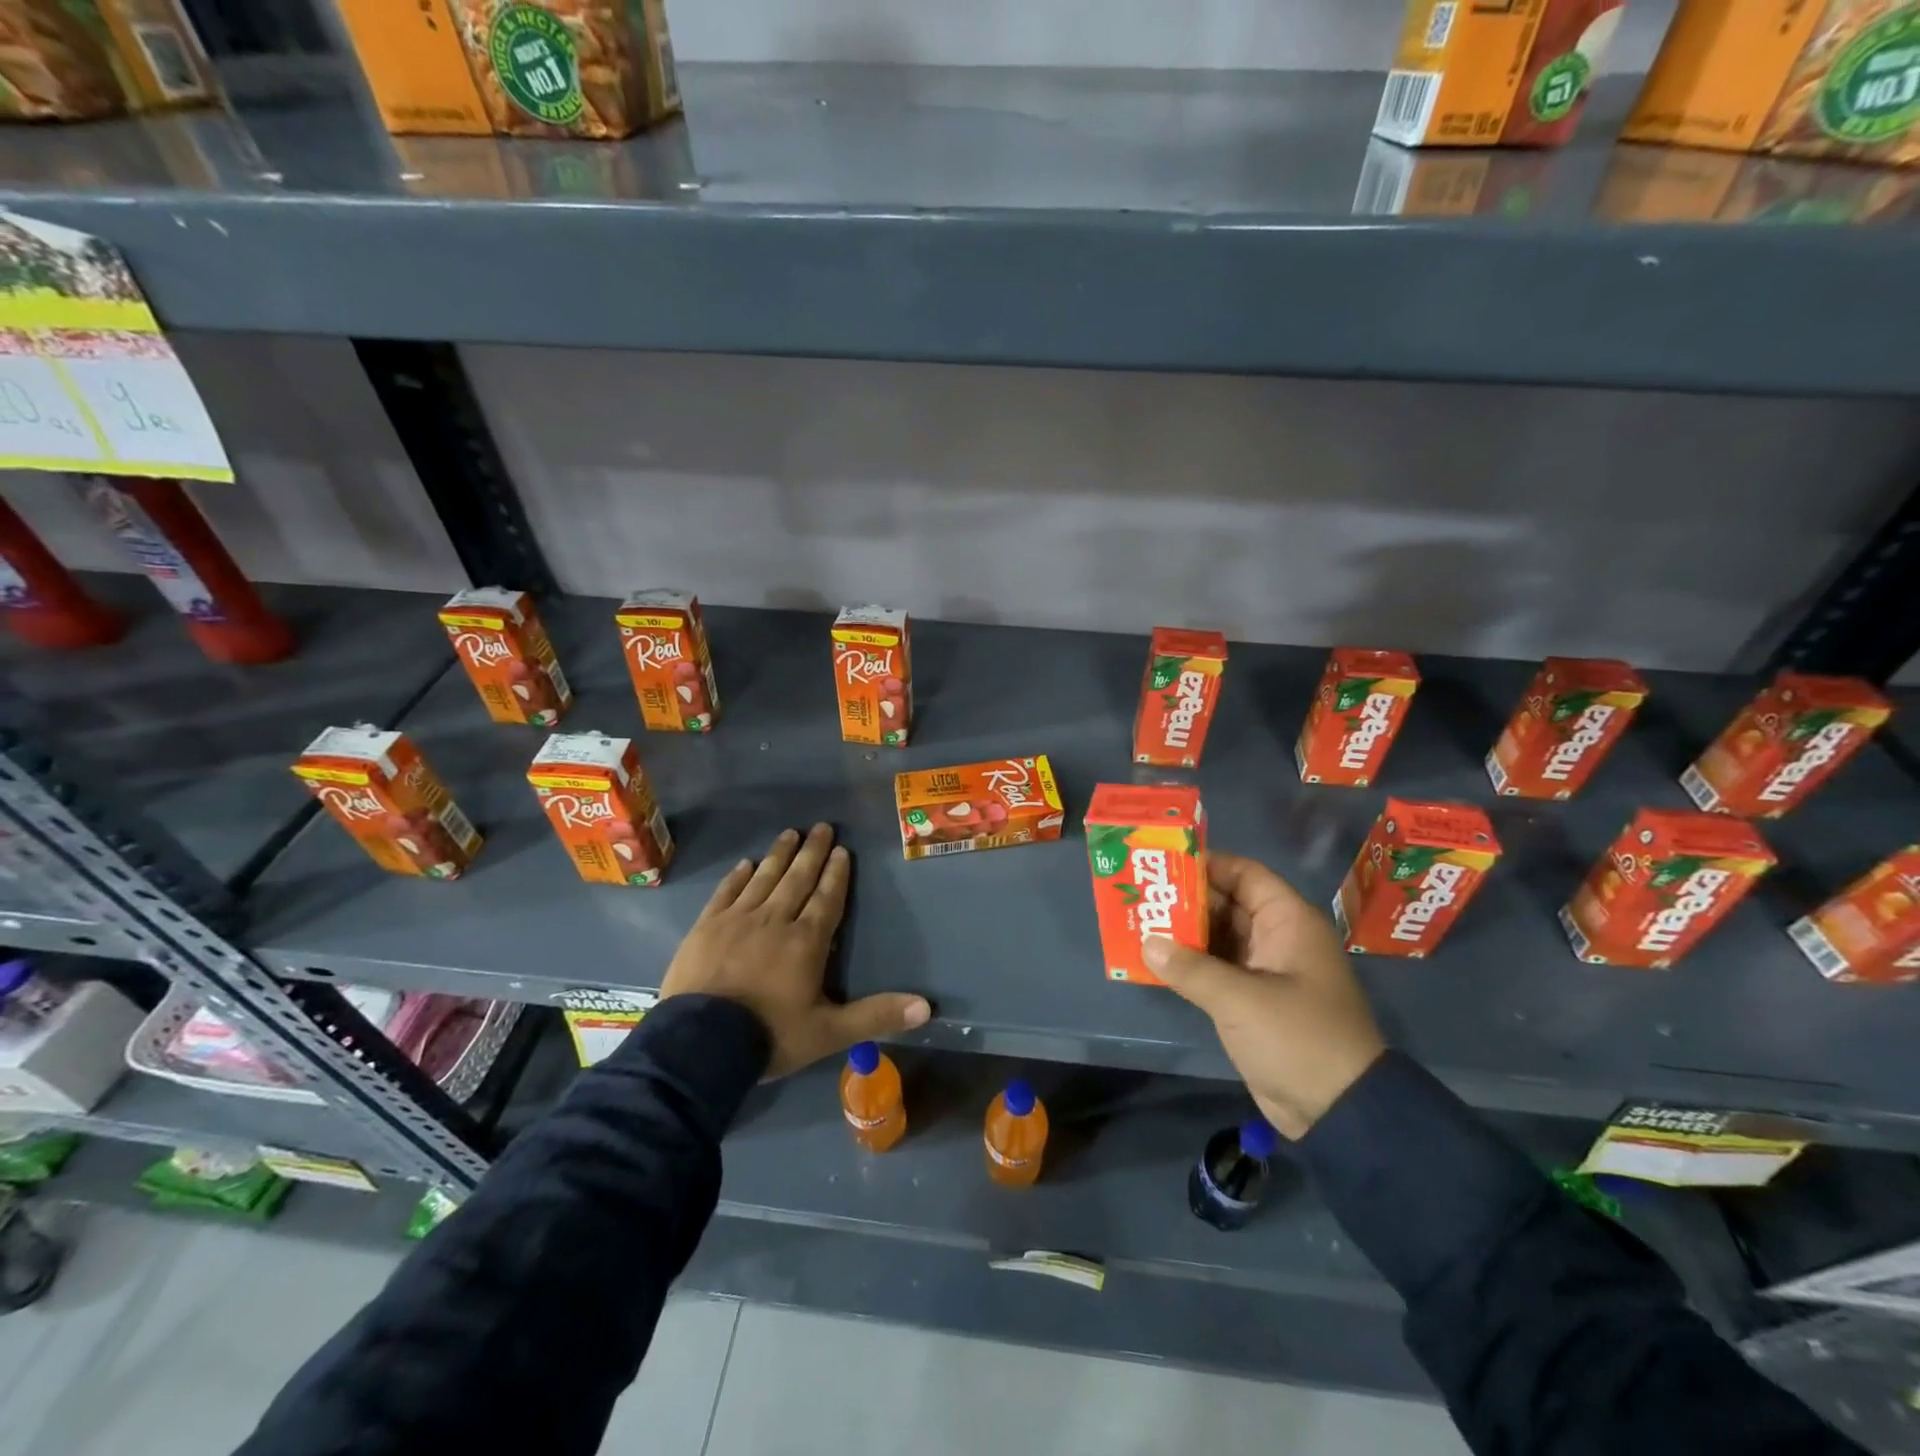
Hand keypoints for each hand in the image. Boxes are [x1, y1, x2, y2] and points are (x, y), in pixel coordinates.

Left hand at [660, 824, 930, 1077]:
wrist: (699, 1045)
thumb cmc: (770, 1035)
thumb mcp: (829, 1033)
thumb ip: (876, 1016)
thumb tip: (926, 1007)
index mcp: (807, 941)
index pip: (827, 898)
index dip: (836, 874)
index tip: (842, 850)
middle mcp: (775, 920)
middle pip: (797, 879)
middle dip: (812, 852)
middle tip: (821, 827)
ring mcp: (737, 920)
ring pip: (764, 878)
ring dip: (779, 855)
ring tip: (790, 833)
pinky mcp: (706, 927)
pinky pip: (726, 892)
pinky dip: (738, 876)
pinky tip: (746, 864)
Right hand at [1144, 854, 1384, 1138]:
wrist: (1339, 1111)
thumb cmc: (1297, 1038)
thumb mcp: (1240, 1000)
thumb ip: (1190, 968)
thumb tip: (1147, 942)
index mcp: (1288, 922)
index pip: (1245, 874)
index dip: (1207, 864)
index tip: (1163, 862)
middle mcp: (1277, 938)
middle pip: (1227, 903)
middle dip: (1185, 898)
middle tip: (1140, 893)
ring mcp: (1266, 970)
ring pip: (1219, 936)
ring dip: (1183, 931)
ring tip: (1139, 921)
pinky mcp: (1253, 999)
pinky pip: (1217, 967)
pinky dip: (1190, 962)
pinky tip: (1156, 959)